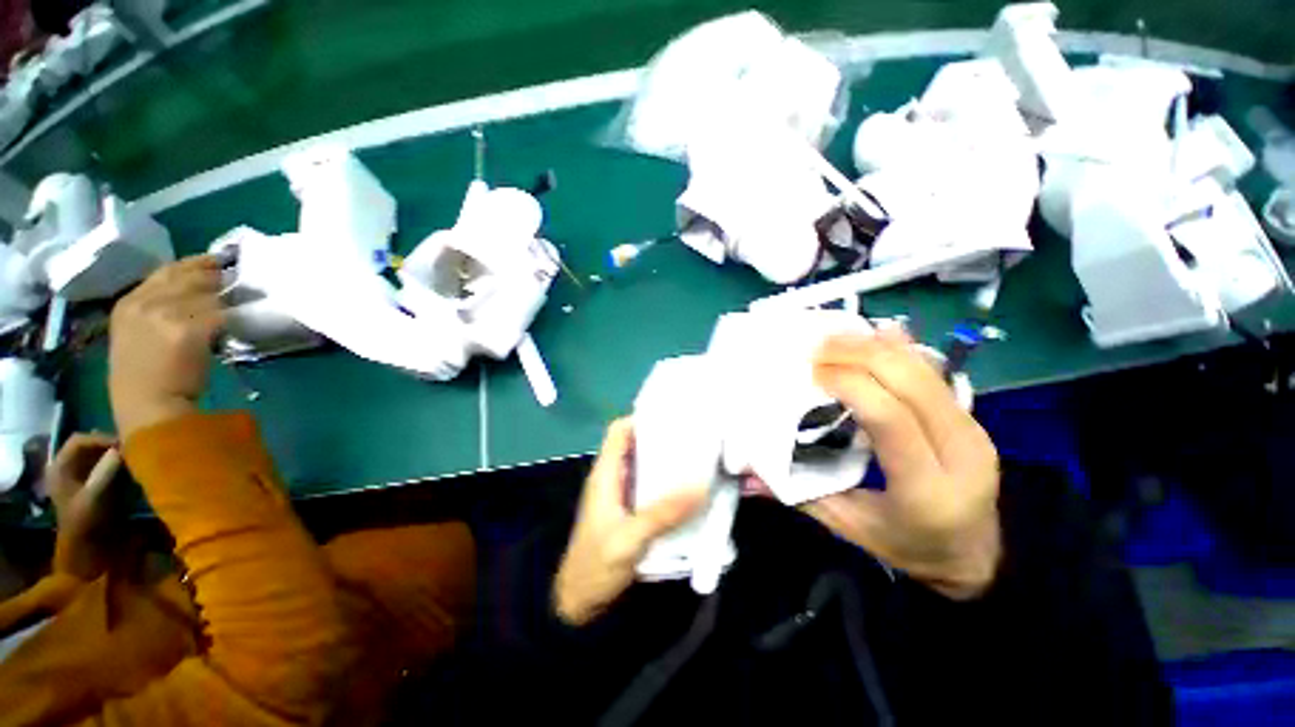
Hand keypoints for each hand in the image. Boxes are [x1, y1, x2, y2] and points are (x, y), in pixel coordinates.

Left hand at [48, 433, 122, 579]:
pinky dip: (119, 464)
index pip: (80, 440)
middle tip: (133, 449)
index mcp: (60, 468)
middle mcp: (67, 468)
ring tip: (135, 457)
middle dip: (111, 446)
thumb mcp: (94, 500)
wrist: (87, 551)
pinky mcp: (93, 485)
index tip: (125, 444)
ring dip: (116, 455)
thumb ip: (105, 473)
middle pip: (90, 446)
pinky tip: (132, 469)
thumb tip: (121, 449)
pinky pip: (105, 466)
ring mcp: (80, 477)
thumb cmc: (86, 525)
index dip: (102, 438)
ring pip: (99, 455)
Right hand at [110, 257, 225, 439]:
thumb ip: (158, 310)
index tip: (213, 259)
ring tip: (241, 295)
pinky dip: (231, 315)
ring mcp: (163, 314)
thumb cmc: (145, 378)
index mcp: (127, 304)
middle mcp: (142, 304)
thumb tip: (196, 296)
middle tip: (234, 274)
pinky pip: (218, 314)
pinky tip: (240, 316)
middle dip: (212, 274)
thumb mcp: (138, 334)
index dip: (192, 264)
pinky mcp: (187, 328)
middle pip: (186, 277)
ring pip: (206, 295)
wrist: (148, 405)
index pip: (164, 272)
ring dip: (225, 296)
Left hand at [554, 420, 706, 625]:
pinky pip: (650, 486)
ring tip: (696, 455)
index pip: (618, 432)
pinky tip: (688, 487)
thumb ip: (663, 513)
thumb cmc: (595, 567)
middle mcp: (613, 478)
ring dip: (666, 460)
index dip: (640, 419)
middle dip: (661, 437)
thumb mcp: (629, 539)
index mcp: (605, 474)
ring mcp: (622, 495)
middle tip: (693, 435)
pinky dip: (667, 482)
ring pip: (645, 465)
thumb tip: (701, 486)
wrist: (579, 605)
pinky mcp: (631, 511)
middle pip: (635, 445)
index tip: (670, 416)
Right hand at [803, 333, 1001, 599]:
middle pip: (910, 382)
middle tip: (815, 347)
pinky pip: (935, 373)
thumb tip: (746, 476)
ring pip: (925, 370)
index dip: (849, 384)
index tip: (811, 371)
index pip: (889, 418)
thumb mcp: (848, 528)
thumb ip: (799, 494)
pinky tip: (877, 332)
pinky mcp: (971, 418)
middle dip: (858, 355)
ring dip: (877, 346)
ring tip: (835, 336)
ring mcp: (973, 430)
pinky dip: (902, 349)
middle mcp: (960, 453)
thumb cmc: (906, 546)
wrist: (975, 558)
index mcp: (926, 489)